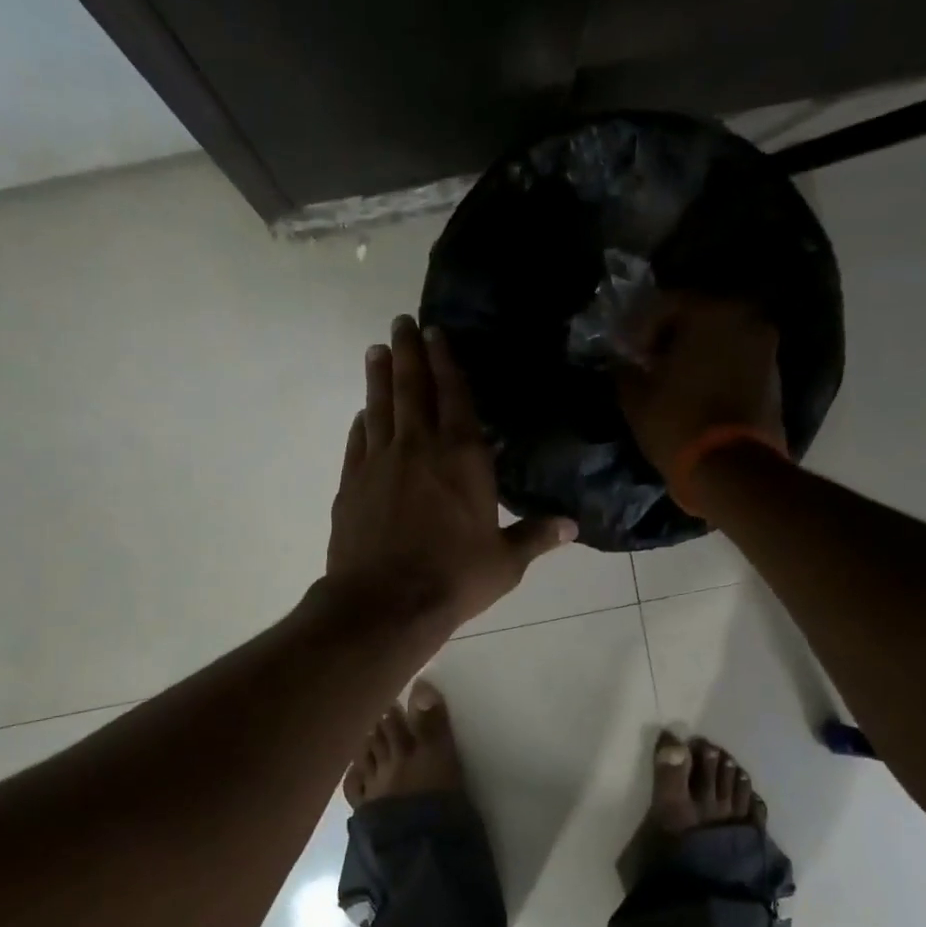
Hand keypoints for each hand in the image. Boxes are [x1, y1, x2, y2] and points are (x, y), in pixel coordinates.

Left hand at [325, 315, 575, 630]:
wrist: (384, 603)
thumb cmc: (453, 578)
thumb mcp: (505, 562)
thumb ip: (536, 536)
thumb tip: (573, 525)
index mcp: (463, 458)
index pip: (456, 397)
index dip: (447, 362)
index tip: (436, 333)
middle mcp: (420, 448)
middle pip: (412, 389)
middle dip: (408, 352)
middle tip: (400, 323)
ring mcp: (380, 463)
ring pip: (380, 407)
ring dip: (379, 377)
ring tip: (376, 351)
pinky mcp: (352, 484)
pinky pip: (357, 442)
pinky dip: (360, 423)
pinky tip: (361, 413)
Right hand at [617, 293, 785, 476]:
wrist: (732, 468)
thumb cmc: (678, 422)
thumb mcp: (636, 396)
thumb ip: (626, 369)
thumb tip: (623, 362)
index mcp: (710, 312)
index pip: (666, 303)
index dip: (639, 326)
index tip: (625, 350)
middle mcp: (744, 319)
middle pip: (698, 316)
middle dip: (671, 335)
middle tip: (648, 359)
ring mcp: (765, 347)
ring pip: (720, 337)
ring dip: (696, 351)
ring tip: (672, 377)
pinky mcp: (774, 376)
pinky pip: (736, 359)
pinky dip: (716, 367)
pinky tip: (696, 389)